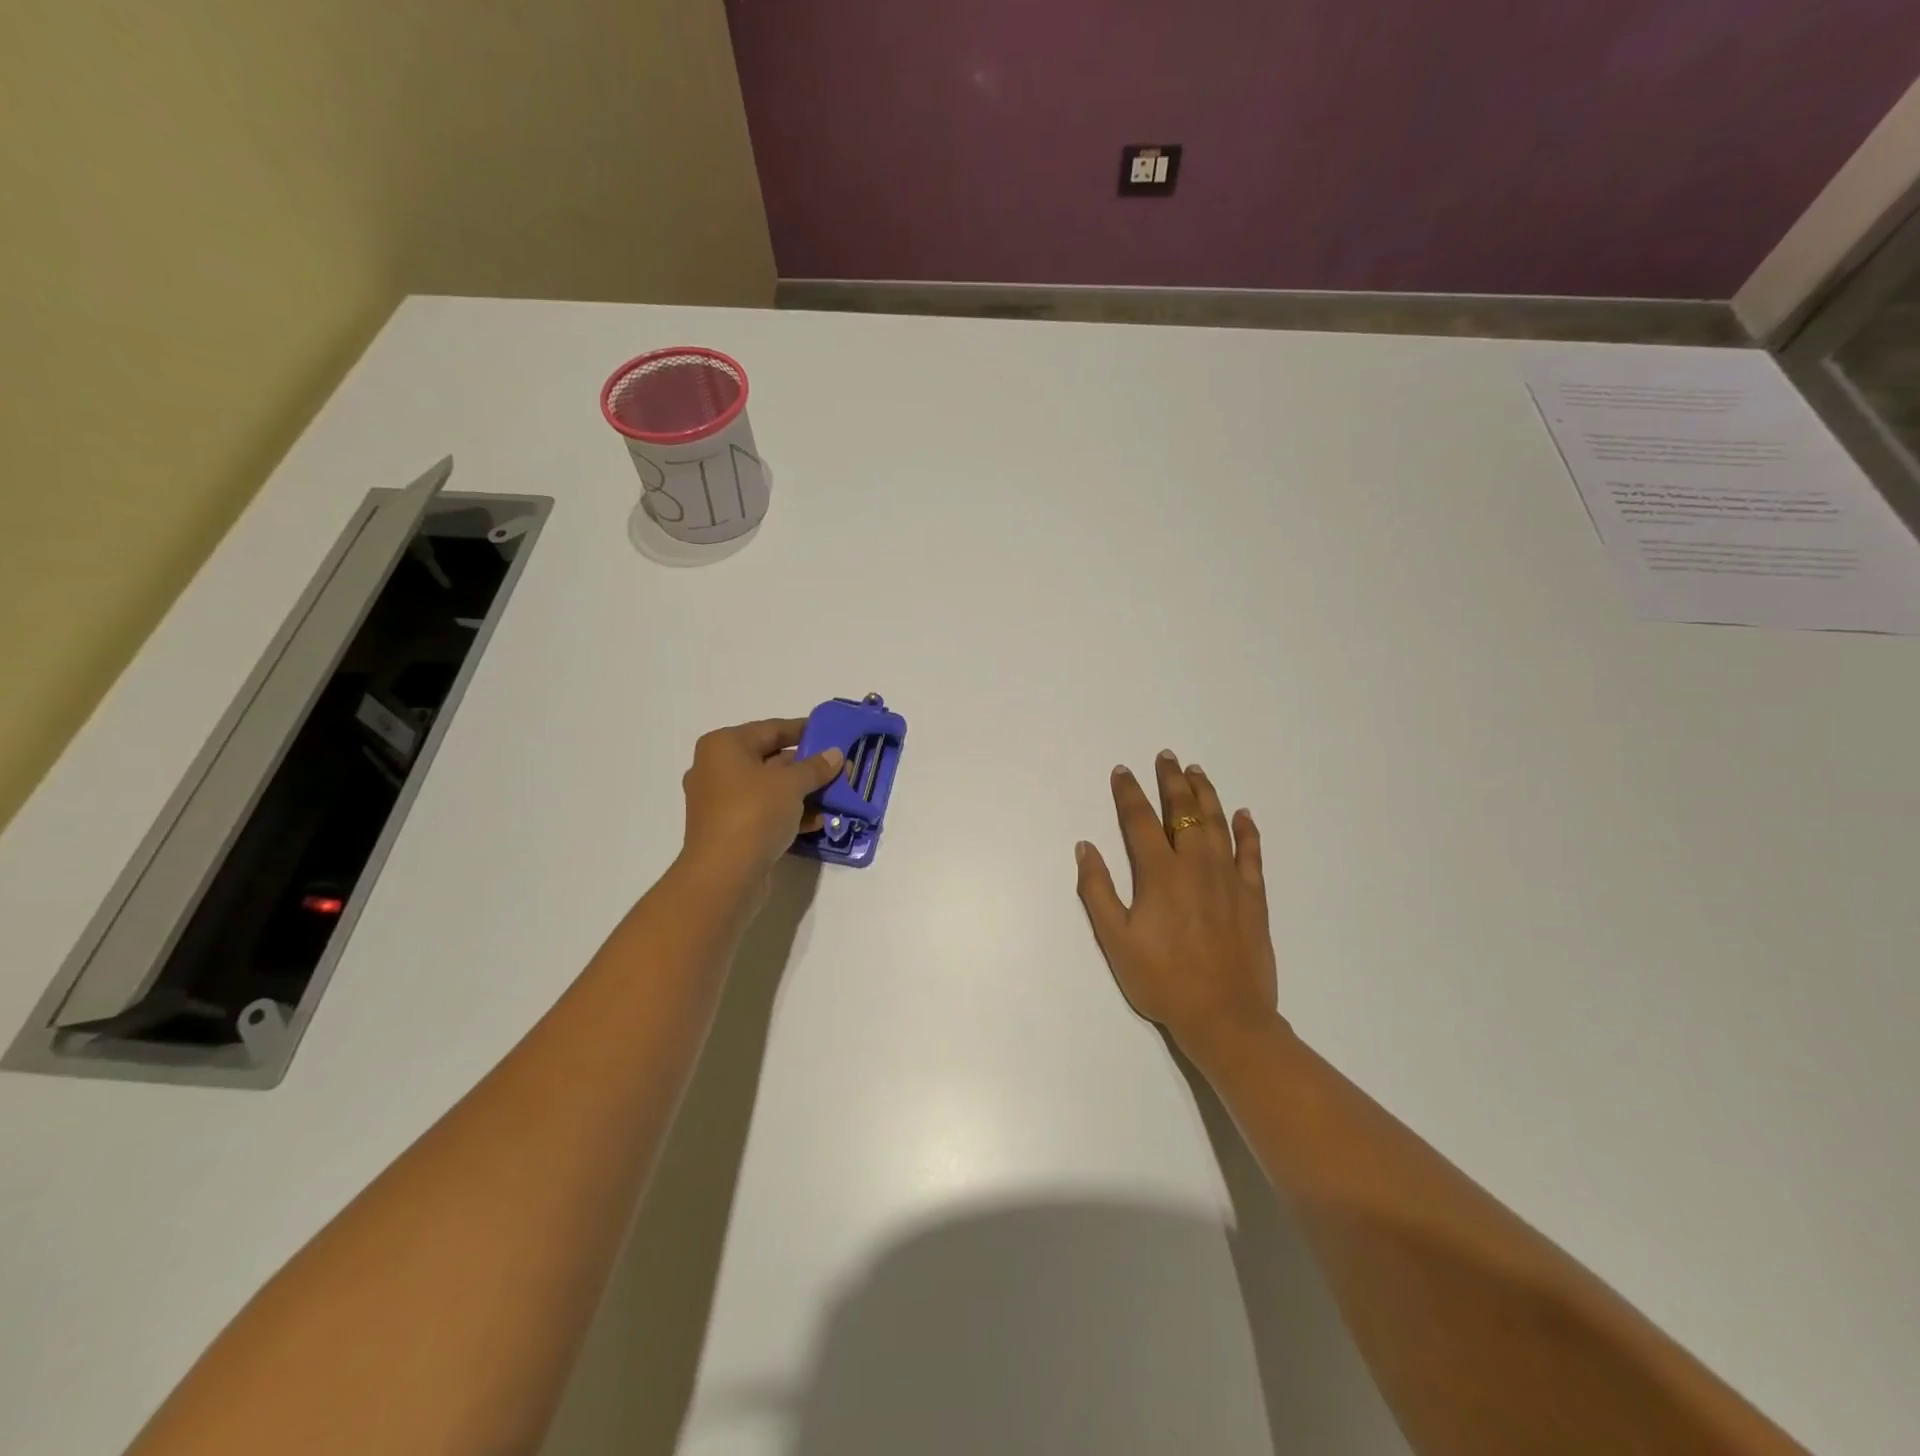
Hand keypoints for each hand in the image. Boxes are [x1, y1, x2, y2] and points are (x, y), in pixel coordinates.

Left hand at [678, 718, 844, 893]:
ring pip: (770, 789)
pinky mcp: (730, 829)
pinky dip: (790, 814)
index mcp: (724, 746)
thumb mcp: (791, 784)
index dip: (803, 730)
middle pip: (771, 759)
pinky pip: (765, 812)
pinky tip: (820, 821)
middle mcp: (717, 769)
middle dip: (807, 766)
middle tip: (840, 768)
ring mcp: (722, 802)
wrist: (724, 875)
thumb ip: (815, 767)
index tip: (831, 732)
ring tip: (838, 795)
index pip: (771, 729)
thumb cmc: (753, 814)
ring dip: (803, 792)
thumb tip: (835, 754)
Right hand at [1075, 752, 1282, 1061]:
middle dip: (1171, 781)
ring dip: (1206, 794)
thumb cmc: (1162, 980)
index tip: (1122, 771)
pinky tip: (1243, 814)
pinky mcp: (1253, 896)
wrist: (1225, 1016)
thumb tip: (1085, 848)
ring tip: (1196, 772)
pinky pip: (1252, 852)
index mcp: (1160, 874)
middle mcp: (1196, 865)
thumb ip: (1098, 891)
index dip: (1129, 793)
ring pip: (1217, 823)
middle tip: (1166, 756)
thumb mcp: (1116, 940)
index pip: (1139, 821)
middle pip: (1183, 811)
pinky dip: (1247, 830)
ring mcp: (1229, 878)